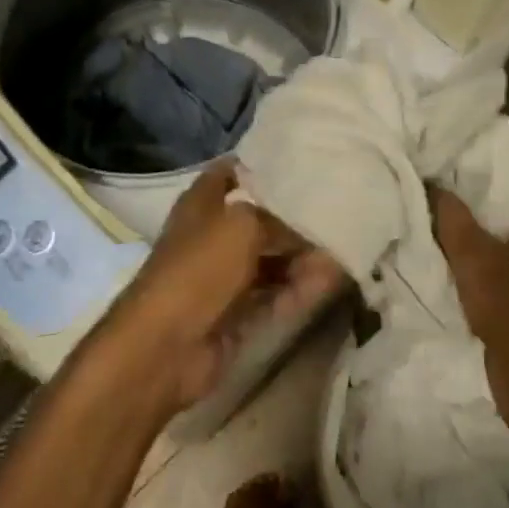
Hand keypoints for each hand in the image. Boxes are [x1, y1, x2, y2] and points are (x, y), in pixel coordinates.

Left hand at [96, 160, 342, 414]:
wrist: (165, 346)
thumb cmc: (199, 267)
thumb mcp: (243, 225)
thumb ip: (280, 220)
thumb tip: (312, 226)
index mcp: (203, 202)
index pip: (234, 171)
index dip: (263, 164)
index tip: (303, 160)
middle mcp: (214, 234)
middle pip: (261, 218)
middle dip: (295, 216)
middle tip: (338, 207)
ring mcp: (225, 277)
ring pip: (271, 259)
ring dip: (303, 255)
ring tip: (344, 245)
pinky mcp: (237, 314)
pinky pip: (275, 294)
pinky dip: (300, 288)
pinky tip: (332, 279)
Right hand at [431, 184, 508, 435]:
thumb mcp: (475, 259)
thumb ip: (451, 215)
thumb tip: (432, 181)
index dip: (472, 160)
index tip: (435, 154)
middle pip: (502, 199)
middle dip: (465, 195)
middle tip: (422, 181)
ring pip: (499, 231)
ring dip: (467, 228)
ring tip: (425, 211)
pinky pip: (500, 259)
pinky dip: (476, 255)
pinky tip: (441, 250)